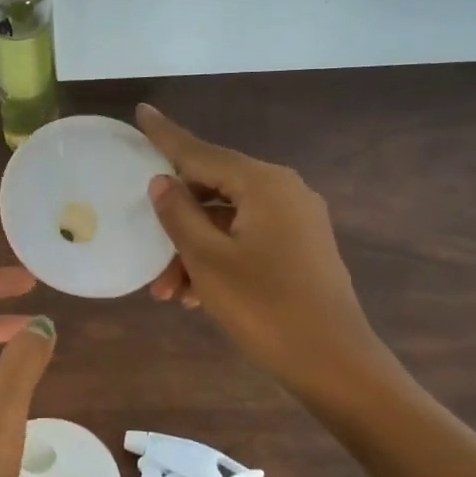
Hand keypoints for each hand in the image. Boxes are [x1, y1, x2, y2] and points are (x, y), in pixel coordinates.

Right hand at [137, 104, 389, 414]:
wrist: (334, 364)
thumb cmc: (264, 307)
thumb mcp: (208, 260)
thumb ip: (179, 214)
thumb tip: (161, 181)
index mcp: (264, 184)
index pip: (202, 153)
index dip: (166, 136)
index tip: (142, 112)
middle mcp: (285, 192)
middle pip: (214, 191)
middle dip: (175, 222)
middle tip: (145, 251)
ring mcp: (297, 222)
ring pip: (227, 222)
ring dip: (193, 251)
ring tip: (168, 293)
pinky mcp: (300, 250)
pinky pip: (246, 241)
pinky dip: (218, 260)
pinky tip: (195, 296)